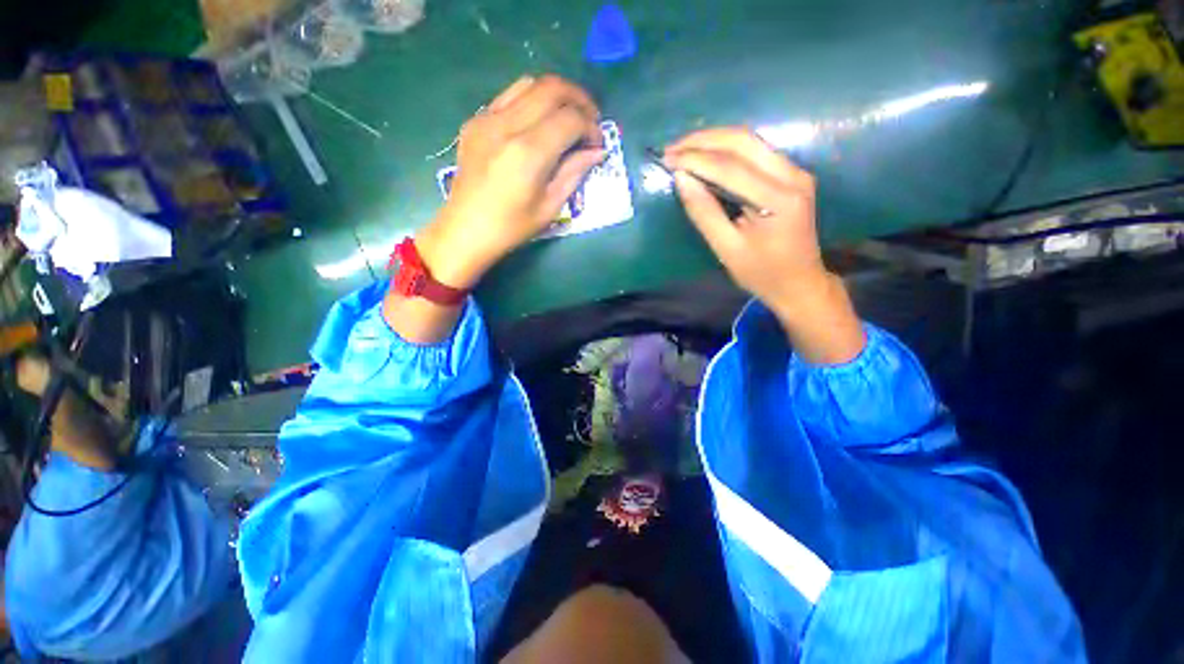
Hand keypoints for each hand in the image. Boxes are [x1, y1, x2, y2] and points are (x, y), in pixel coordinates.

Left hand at [416, 75, 604, 289]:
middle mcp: (507, 125)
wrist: (466, 229)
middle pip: (552, 88)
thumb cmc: (512, 227)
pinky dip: (531, 101)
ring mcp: (486, 118)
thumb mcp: (550, 206)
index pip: (570, 119)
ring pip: (530, 83)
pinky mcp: (475, 121)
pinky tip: (538, 123)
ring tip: (567, 117)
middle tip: (591, 120)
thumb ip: (574, 172)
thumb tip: (597, 151)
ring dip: (556, 95)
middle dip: (579, 100)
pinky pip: (509, 96)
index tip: (597, 144)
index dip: (591, 127)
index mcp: (528, 153)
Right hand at [663, 127, 824, 315]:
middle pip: (743, 141)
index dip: (695, 160)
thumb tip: (681, 179)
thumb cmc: (762, 273)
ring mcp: (795, 171)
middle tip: (671, 149)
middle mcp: (792, 175)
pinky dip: (727, 149)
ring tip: (683, 149)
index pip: (730, 167)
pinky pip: (756, 151)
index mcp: (778, 199)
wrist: (799, 283)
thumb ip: (704, 213)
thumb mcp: (727, 249)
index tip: (666, 159)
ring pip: (750, 140)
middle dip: (703, 141)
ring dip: (713, 140)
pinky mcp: (791, 174)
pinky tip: (706, 154)